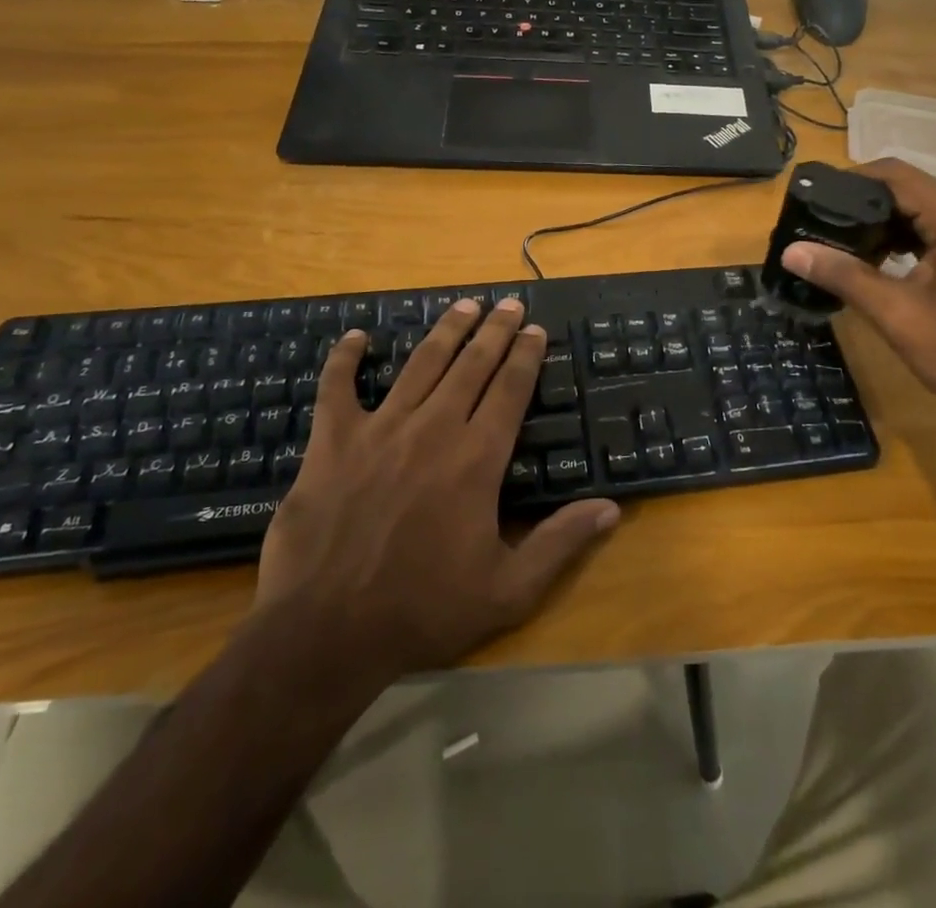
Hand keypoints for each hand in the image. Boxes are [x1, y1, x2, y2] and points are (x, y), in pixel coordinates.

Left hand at [254, 298, 619, 678]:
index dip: (525, 355)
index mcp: (476, 459)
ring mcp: (380, 430)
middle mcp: (434, 429)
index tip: (534, 329)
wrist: (325, 634)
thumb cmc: (422, 610)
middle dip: (494, 329)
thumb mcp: (507, 590)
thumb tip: (610, 508)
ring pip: (421, 364)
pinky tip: (356, 335)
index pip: (510, 389)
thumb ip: (560, 543)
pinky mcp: (332, 442)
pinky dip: (345, 359)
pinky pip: (337, 388)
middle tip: (508, 302)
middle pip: (471, 365)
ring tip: (463, 304)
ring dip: (445, 331)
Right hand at [781, 158, 935, 428]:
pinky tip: (874, 258)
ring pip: (919, 206)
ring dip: (880, 220)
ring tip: (838, 241)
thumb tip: (791, 251)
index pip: (897, 175)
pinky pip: (933, 225)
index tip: (813, 199)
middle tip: (818, 224)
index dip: (851, 180)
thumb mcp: (898, 315)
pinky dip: (902, 235)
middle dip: (861, 202)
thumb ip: (845, 276)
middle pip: (908, 187)